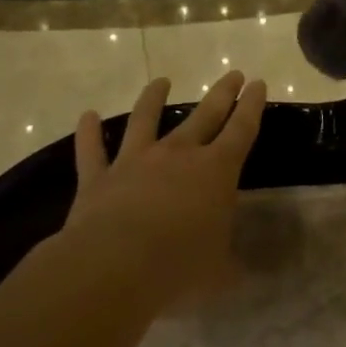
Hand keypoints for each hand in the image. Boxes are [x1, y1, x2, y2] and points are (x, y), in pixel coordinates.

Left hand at [62, 71, 265, 304]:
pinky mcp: (98, 179)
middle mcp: (179, 155)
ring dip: (153, 98)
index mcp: (217, 171)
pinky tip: (87, 115)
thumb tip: (243, 271)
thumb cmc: (179, 266)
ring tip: (161, 81)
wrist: (113, 267)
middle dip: (222, 93)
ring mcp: (136, 162)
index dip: (252, 106)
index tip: (258, 84)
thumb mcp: (219, 272)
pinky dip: (88, 132)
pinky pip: (92, 150)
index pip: (242, 129)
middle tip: (233, 74)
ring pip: (146, 119)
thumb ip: (230, 264)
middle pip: (205, 115)